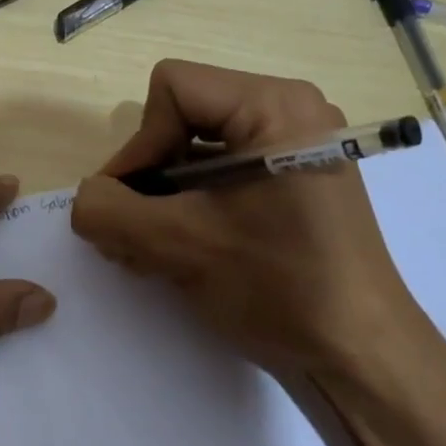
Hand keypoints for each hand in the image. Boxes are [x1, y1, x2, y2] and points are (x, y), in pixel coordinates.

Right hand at [72, 60, 445, 393]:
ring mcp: (296, 146)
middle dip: (149, 174)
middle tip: (133, 232)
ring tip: (150, 248)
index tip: (130, 207)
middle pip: (184, 115)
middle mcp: (291, 111)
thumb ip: (111, 211)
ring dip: (164, 195)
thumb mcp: (179, 246)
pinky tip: (180, 248)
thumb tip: (85, 198)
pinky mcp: (295, 180)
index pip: (173, 90)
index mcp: (275, 106)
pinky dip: (191, 203)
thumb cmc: (277, 287)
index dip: (139, 145)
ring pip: (199, 146)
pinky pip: (223, 171)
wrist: (359, 355)